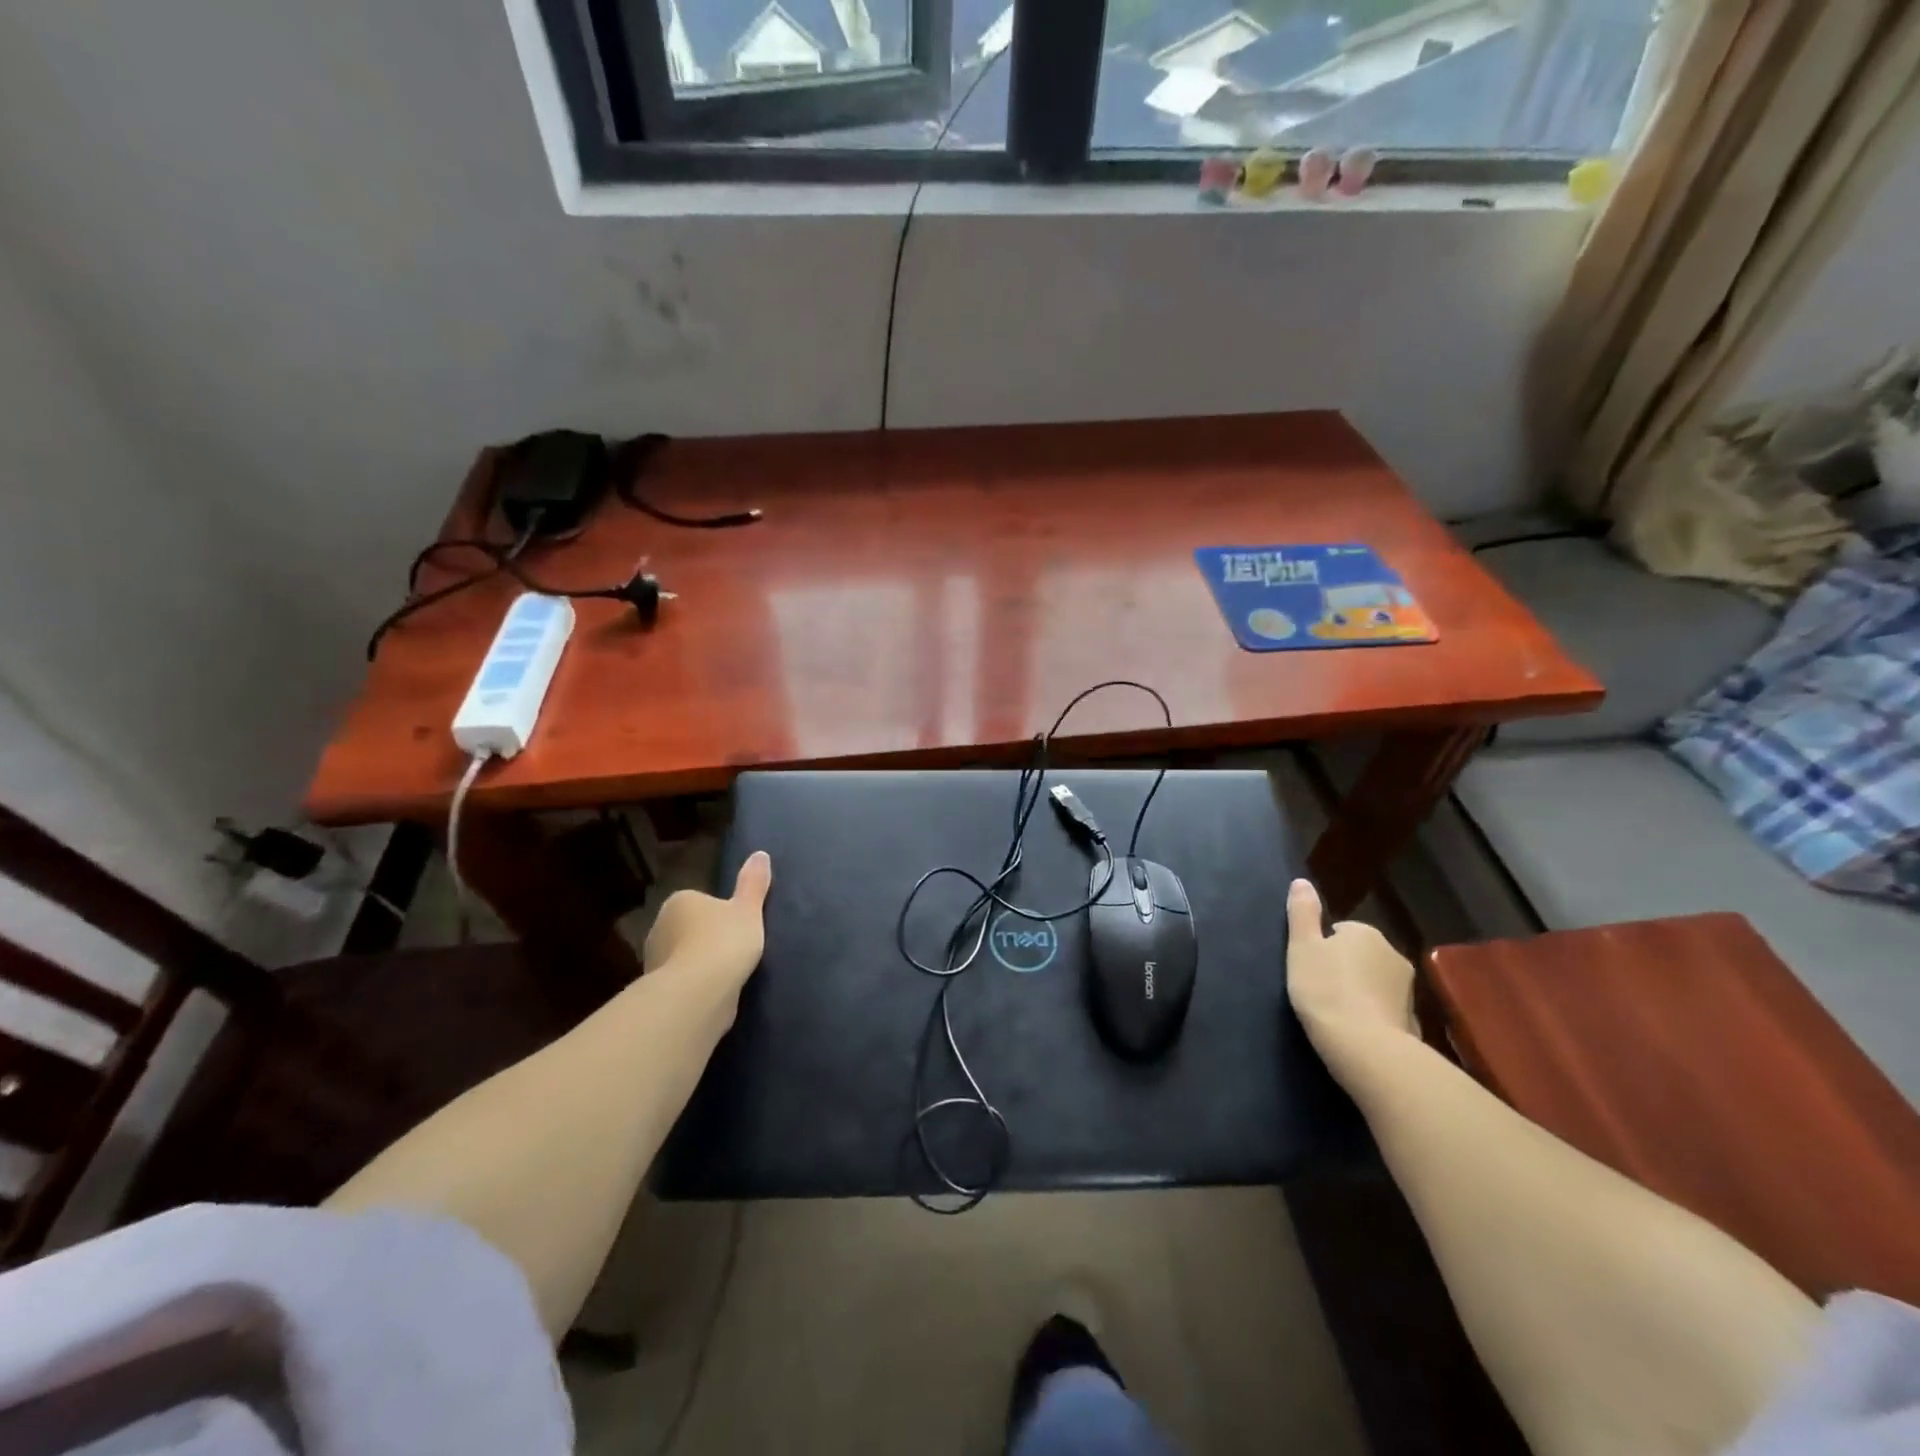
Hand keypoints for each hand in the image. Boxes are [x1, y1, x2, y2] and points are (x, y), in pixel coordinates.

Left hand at [643, 851, 771, 992]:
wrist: (698, 992)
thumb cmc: (724, 941)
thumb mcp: (748, 909)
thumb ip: (754, 883)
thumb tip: (760, 854)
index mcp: (679, 901)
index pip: (700, 901)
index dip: (720, 913)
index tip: (738, 926)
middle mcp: (659, 927)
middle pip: (688, 929)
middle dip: (705, 938)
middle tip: (735, 950)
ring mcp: (654, 961)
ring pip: (682, 956)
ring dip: (699, 964)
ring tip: (727, 975)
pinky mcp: (658, 991)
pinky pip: (682, 982)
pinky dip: (694, 986)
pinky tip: (714, 994)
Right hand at [1286, 878, 1416, 1054]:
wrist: (1365, 1046)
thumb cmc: (1325, 989)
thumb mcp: (1302, 947)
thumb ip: (1302, 913)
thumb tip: (1302, 881)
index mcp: (1365, 933)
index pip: (1340, 932)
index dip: (1322, 949)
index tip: (1310, 969)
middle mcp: (1393, 953)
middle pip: (1361, 955)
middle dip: (1345, 968)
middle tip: (1320, 990)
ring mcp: (1407, 989)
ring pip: (1375, 982)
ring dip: (1360, 992)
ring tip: (1336, 1013)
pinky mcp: (1413, 1020)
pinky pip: (1385, 1010)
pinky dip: (1373, 1016)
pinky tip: (1356, 1032)